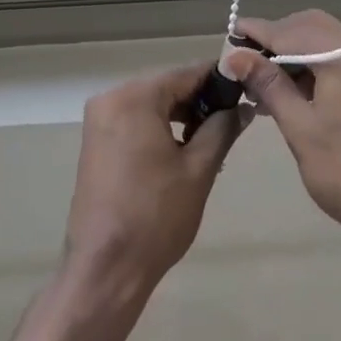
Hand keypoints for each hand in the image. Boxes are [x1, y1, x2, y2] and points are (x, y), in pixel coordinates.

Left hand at [63, 64, 245, 299]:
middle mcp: (110, 98)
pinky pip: (134, 120)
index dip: (218, 77)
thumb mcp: (198, 169)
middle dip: (200, 99)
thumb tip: (242, 107)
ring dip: (180, 115)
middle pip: (165, 86)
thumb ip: (222, 129)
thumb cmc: (156, 215)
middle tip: (234, 117)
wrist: (106, 267)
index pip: (185, 73)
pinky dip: (159, 127)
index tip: (246, 85)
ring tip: (213, 136)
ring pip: (150, 104)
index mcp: (134, 97)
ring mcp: (99, 120)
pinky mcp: (95, 142)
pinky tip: (183, 148)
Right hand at [226, 11, 340, 259]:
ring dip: (295, 53)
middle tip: (246, 60)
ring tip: (263, 80)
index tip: (230, 31)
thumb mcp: (301, 130)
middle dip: (277, 38)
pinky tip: (293, 90)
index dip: (258, 31)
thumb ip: (269, 86)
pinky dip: (315, 66)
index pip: (291, 32)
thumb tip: (234, 56)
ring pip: (326, 42)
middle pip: (311, 27)